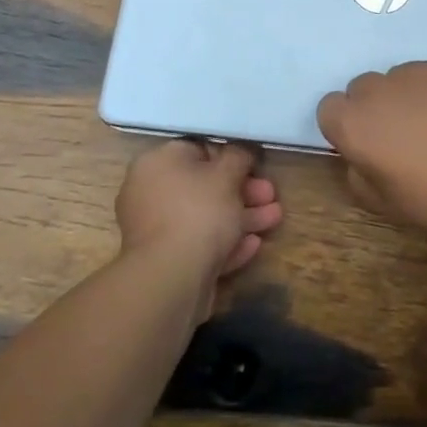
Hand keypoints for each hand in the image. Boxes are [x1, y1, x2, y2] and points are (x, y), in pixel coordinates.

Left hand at [115, 139, 282, 323]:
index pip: (197, 150)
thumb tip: (242, 149)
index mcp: (158, 163)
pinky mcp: (166, 261)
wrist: (171, 277)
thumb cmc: (199, 211)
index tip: (256, 165)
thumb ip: (239, 156)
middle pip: (204, 186)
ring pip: (205, 217)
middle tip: (271, 195)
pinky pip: (200, 243)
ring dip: (242, 217)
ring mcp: (156, 230)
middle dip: (244, 191)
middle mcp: (151, 192)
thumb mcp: (227, 174)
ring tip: (275, 219)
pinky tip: (253, 245)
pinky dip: (226, 242)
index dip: (231, 156)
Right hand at [317, 56, 426, 240]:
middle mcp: (378, 88)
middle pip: (364, 89)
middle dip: (376, 108)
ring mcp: (416, 70)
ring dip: (409, 96)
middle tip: (405, 137)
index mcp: (353, 122)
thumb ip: (358, 174)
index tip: (368, 146)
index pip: (329, 109)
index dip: (346, 127)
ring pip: (401, 78)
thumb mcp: (384, 203)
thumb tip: (361, 156)